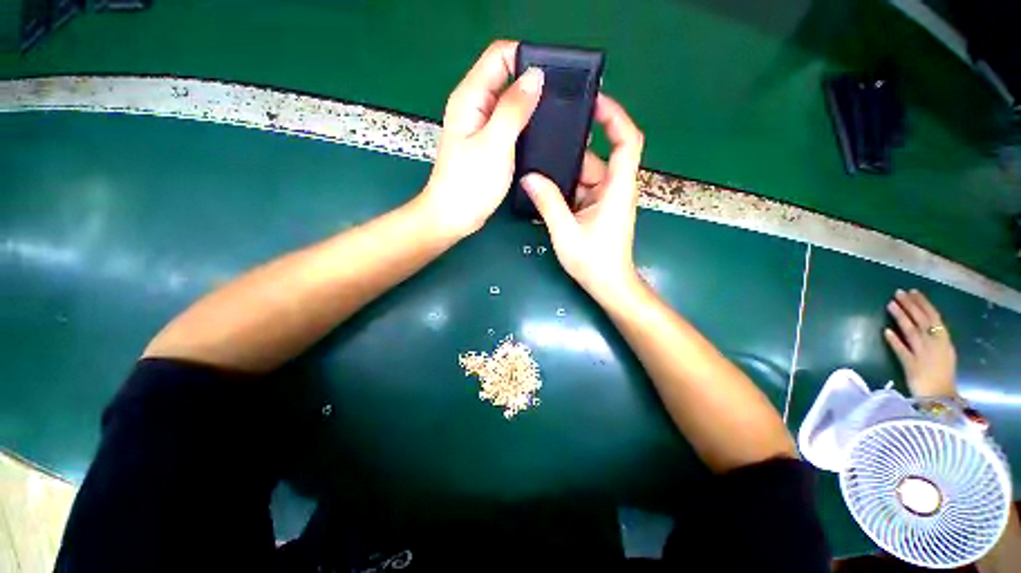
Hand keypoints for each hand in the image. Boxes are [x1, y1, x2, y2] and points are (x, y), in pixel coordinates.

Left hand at [418, 40, 543, 236]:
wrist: (454, 216)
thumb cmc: (470, 184)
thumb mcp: (495, 145)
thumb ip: (514, 109)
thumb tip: (536, 77)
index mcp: (470, 97)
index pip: (499, 56)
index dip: (526, 58)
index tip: (553, 76)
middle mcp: (475, 106)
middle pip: (506, 77)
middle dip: (533, 83)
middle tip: (560, 99)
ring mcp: (481, 126)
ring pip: (510, 102)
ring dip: (531, 105)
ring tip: (555, 116)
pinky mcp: (488, 144)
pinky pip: (509, 124)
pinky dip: (525, 124)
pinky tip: (540, 134)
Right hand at [522, 95, 644, 301]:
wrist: (608, 285)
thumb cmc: (594, 261)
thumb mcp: (566, 232)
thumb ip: (548, 203)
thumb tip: (529, 178)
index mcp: (617, 188)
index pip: (627, 141)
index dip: (615, 116)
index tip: (594, 100)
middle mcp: (614, 188)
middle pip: (596, 158)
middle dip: (571, 150)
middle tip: (543, 139)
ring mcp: (605, 199)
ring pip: (584, 175)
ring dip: (563, 174)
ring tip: (536, 166)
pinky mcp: (597, 209)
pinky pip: (580, 190)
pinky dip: (564, 188)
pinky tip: (543, 189)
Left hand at [884, 289, 957, 397]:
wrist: (941, 399)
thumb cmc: (942, 376)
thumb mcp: (944, 353)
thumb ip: (935, 340)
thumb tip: (924, 325)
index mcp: (944, 341)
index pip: (933, 317)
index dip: (923, 304)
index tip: (913, 292)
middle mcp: (935, 345)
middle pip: (921, 321)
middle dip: (910, 305)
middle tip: (898, 292)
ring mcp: (923, 355)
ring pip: (911, 331)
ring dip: (901, 317)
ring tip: (890, 304)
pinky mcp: (911, 366)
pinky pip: (902, 351)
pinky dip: (895, 341)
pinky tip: (886, 331)